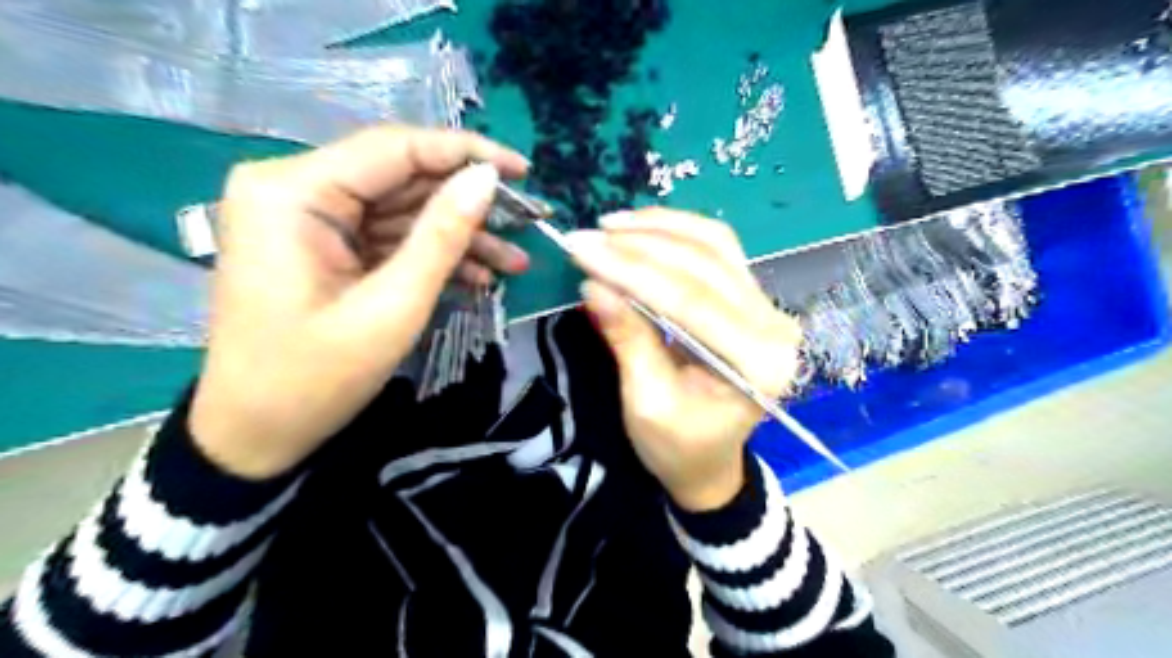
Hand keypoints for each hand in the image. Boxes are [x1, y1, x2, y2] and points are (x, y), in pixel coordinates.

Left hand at [194, 125, 530, 477]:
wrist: (257, 434)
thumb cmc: (316, 378)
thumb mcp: (392, 306)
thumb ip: (442, 236)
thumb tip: (486, 178)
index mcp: (293, 191)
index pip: (395, 148)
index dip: (466, 153)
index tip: (523, 170)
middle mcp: (294, 188)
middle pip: (402, 178)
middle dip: (469, 203)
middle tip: (529, 222)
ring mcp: (308, 218)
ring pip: (402, 210)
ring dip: (459, 236)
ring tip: (516, 262)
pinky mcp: (323, 245)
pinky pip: (389, 237)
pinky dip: (432, 255)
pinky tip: (480, 276)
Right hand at [568, 208, 806, 510]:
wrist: (709, 462)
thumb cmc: (679, 447)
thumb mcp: (645, 403)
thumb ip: (627, 340)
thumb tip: (594, 285)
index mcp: (758, 364)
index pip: (690, 300)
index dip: (632, 271)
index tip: (583, 251)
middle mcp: (773, 326)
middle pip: (705, 265)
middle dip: (639, 246)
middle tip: (587, 237)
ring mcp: (767, 307)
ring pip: (715, 245)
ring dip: (660, 229)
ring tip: (611, 225)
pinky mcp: (751, 298)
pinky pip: (717, 251)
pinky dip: (677, 233)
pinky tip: (642, 228)